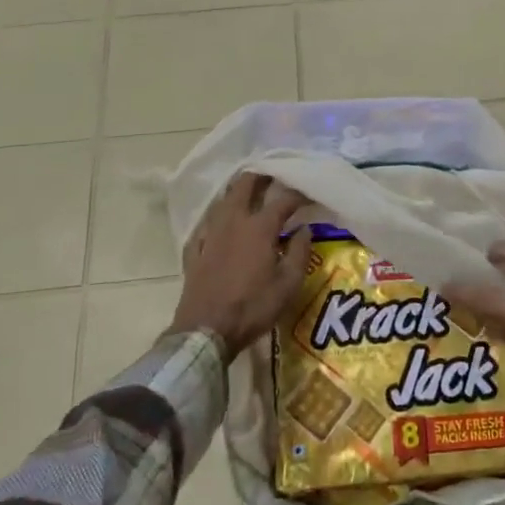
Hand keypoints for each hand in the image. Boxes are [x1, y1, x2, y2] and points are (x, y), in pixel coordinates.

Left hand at [169, 173, 310, 360]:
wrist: (206, 331)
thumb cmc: (253, 307)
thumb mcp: (288, 285)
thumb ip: (300, 252)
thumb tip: (304, 228)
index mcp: (259, 227)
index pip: (283, 200)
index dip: (298, 193)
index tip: (309, 191)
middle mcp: (234, 222)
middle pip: (245, 186)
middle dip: (260, 176)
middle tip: (272, 174)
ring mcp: (210, 234)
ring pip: (223, 201)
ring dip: (237, 191)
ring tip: (248, 190)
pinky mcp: (195, 251)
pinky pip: (206, 225)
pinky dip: (216, 219)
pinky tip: (219, 223)